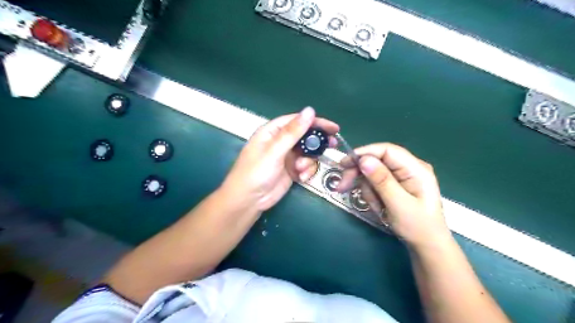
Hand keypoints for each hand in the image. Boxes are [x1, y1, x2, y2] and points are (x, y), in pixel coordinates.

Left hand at [219, 107, 337, 211]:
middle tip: (332, 145)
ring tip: (301, 170)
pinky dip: (306, 171)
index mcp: (272, 132)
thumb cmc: (256, 172)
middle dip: (317, 142)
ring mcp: (286, 156)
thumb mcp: (274, 151)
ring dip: (309, 161)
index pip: (297, 121)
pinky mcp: (291, 170)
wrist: (248, 201)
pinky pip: (305, 166)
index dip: (315, 122)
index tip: (333, 127)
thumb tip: (310, 110)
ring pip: (307, 152)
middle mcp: (280, 142)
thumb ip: (293, 132)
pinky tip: (301, 178)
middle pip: (305, 136)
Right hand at [335, 143, 451, 247]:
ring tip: (375, 207)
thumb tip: (363, 159)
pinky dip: (371, 194)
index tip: (344, 163)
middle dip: (359, 173)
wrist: (427, 246)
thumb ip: (382, 181)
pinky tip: (378, 207)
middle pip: (376, 160)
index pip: (386, 150)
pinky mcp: (394, 185)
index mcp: (415, 168)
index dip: (364, 153)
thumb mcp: (399, 205)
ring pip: (372, 173)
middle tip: (342, 186)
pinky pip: (375, 183)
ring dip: (367, 189)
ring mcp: (401, 176)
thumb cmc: (418, 227)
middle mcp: (407, 168)